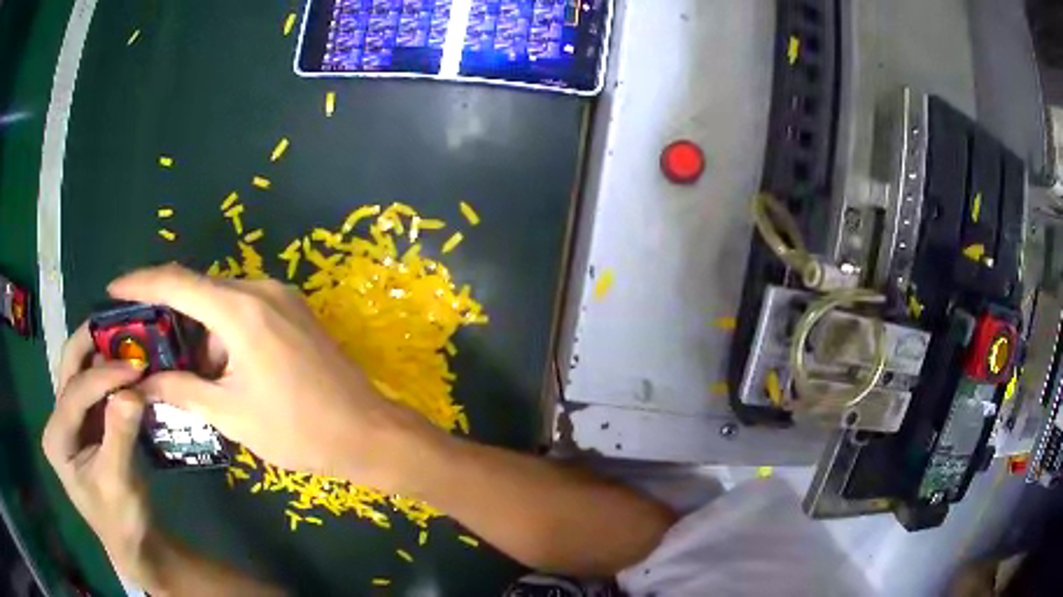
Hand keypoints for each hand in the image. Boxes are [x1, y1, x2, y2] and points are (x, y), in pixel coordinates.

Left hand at [41, 324, 152, 581]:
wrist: (133, 543)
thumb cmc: (122, 520)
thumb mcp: (119, 484)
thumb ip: (119, 436)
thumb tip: (132, 391)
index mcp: (57, 438)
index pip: (74, 393)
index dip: (103, 376)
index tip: (137, 366)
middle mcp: (58, 420)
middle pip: (70, 368)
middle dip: (93, 344)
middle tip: (123, 328)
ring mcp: (71, 419)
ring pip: (81, 371)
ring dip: (103, 354)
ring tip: (130, 342)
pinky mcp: (87, 422)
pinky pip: (95, 386)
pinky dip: (111, 372)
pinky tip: (129, 367)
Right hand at [109, 264, 432, 487]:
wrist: (367, 434)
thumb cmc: (297, 430)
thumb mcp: (230, 414)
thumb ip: (181, 390)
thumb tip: (144, 382)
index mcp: (240, 311)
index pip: (176, 283)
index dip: (141, 282)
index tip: (114, 289)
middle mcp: (260, 290)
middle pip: (199, 292)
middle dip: (170, 319)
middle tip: (147, 347)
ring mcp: (282, 298)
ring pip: (222, 305)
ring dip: (200, 335)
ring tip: (188, 376)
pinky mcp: (294, 313)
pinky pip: (245, 312)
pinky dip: (224, 335)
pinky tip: (222, 371)